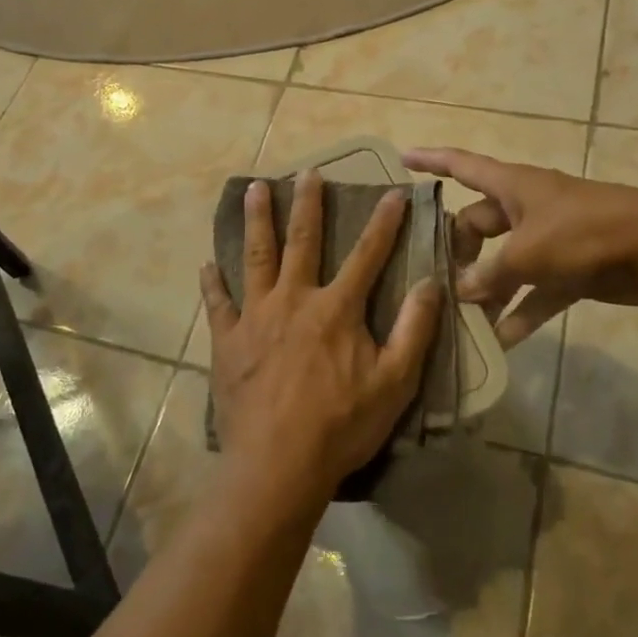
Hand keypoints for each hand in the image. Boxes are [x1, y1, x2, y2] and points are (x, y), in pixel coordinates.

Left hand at [200, 170, 442, 504]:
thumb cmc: (341, 425)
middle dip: (308, 204)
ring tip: (255, 188)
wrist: (277, 464)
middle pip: (302, 241)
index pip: (366, 255)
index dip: (383, 222)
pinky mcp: (227, 340)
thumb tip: (430, 283)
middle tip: (307, 172)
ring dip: (257, 221)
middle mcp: (293, 299)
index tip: (393, 192)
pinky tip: (207, 265)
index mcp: (336, 309)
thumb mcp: (394, 382)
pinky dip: (213, 283)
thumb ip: (414, 330)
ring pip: (256, 257)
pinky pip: (218, 304)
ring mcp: (255, 317)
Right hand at [402, 147, 637, 346]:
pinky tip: (501, 342)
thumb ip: (490, 274)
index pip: (461, 165)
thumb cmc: (585, 233)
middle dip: (457, 252)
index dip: (431, 161)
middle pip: (478, 224)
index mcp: (512, 186)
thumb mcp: (527, 253)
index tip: (402, 159)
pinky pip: (535, 292)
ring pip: (505, 264)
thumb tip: (462, 292)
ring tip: (460, 320)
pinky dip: (521, 313)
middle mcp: (526, 208)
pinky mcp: (571, 270)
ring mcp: (549, 239)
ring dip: (487, 291)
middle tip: (434, 282)